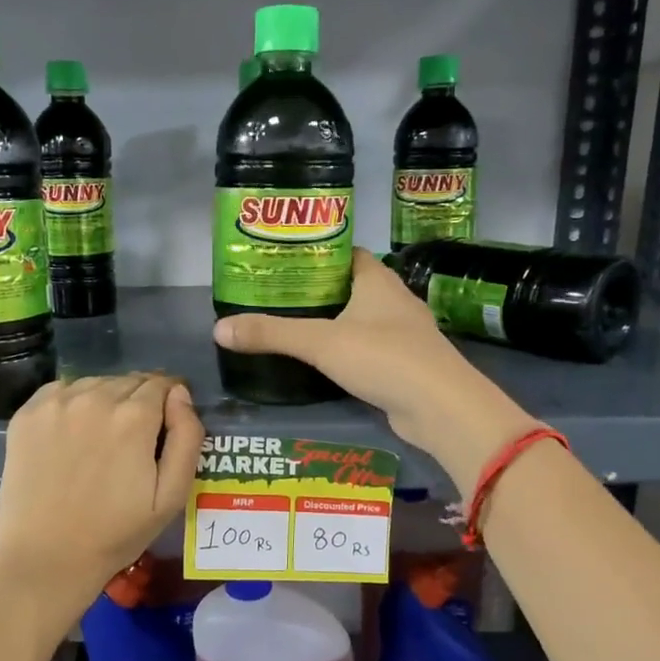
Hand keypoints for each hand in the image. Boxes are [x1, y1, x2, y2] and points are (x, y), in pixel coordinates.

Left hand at [0, 373, 204, 604]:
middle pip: (129, 381)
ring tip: (101, 439)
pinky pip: (62, 391)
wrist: (45, 558)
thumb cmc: (116, 533)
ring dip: (106, 400)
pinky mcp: (26, 414)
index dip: (169, 402)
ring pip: (96, 383)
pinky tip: (72, 435)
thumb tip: (180, 394)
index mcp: (134, 417)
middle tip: (134, 440)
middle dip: (140, 401)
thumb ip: (187, 437)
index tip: (165, 426)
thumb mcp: (171, 495)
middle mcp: (95, 398)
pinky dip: (73, 403)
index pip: (162, 384)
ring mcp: (56, 403)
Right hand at [213, 251, 535, 484]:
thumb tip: (218, 329)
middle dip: (314, 290)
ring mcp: (401, 333)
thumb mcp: (320, 342)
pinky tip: (319, 361)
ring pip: (358, 319)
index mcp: (376, 279)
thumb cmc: (383, 358)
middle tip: (273, 296)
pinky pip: (366, 348)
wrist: (441, 407)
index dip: (314, 253)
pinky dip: (343, 350)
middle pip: (348, 286)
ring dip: (330, 322)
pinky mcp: (403, 364)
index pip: (343, 253)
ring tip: (288, 326)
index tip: (280, 262)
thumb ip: (271, 334)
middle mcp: (392, 299)